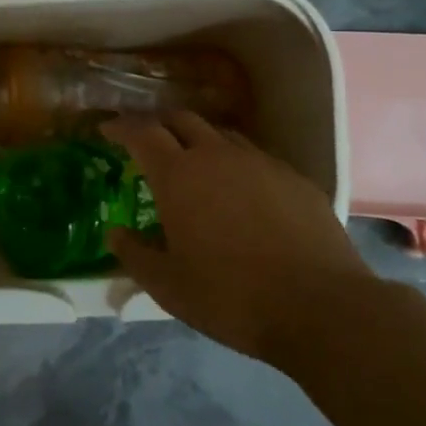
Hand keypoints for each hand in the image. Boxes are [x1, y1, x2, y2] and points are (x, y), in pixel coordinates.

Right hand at [102, 112, 378, 364]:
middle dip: (160, 124)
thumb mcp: (168, 286)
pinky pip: (256, 158)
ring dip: (200, 140)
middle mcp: (217, 156)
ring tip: (194, 162)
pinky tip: (242, 191)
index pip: (142, 133)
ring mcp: (261, 162)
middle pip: (182, 120)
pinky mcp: (295, 177)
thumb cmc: (230, 296)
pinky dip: (237, 163)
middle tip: (148, 141)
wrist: (319, 306)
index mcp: (179, 176)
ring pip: (222, 135)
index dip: (120, 128)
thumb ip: (135, 255)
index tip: (107, 130)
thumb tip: (116, 233)